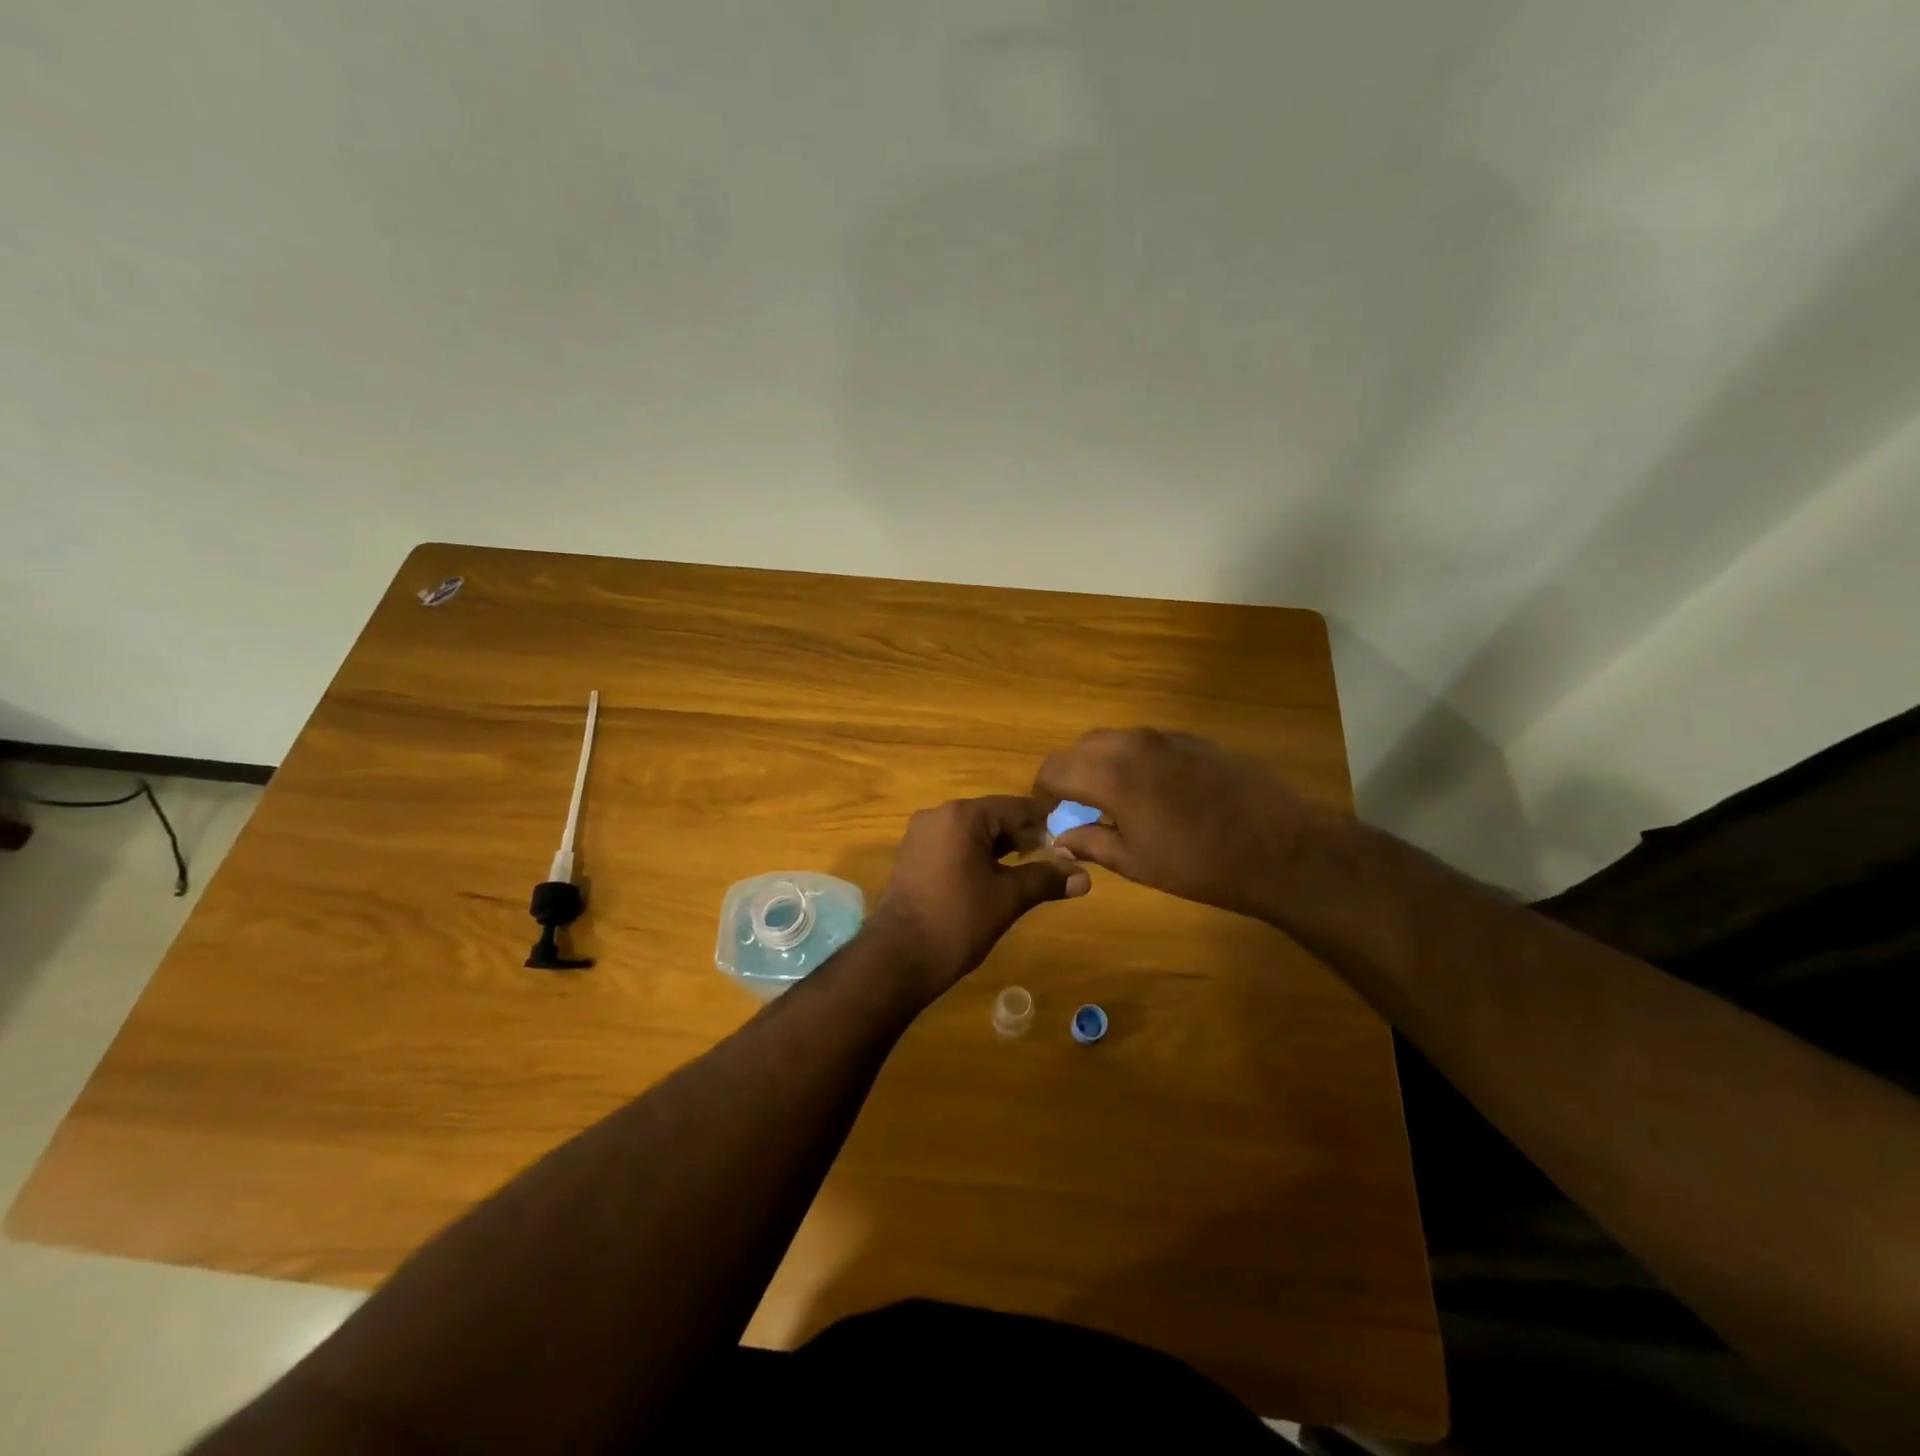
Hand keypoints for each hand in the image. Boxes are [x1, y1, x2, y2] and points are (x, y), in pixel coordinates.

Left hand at [868, 796, 1089, 997]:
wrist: (898, 957)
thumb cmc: (958, 920)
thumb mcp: (1008, 898)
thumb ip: (1046, 879)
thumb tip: (1086, 877)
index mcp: (962, 816)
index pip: (1015, 808)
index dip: (1046, 823)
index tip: (1073, 838)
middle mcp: (938, 815)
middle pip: (992, 817)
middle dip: (1024, 837)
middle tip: (1056, 858)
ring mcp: (920, 835)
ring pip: (972, 832)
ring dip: (1001, 848)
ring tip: (1031, 869)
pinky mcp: (912, 856)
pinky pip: (953, 846)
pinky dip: (976, 856)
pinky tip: (994, 878)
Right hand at [1034, 728, 1315, 920]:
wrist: (1278, 848)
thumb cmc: (1199, 864)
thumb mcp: (1136, 862)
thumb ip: (1090, 843)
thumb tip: (1059, 839)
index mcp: (1111, 774)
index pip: (1054, 768)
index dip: (1045, 793)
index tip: (1053, 816)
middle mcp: (1133, 744)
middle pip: (1081, 748)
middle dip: (1072, 775)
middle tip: (1083, 809)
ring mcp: (1167, 737)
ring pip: (1115, 740)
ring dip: (1103, 764)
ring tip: (1118, 801)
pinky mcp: (1195, 739)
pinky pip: (1148, 742)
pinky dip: (1135, 760)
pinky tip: (1157, 792)